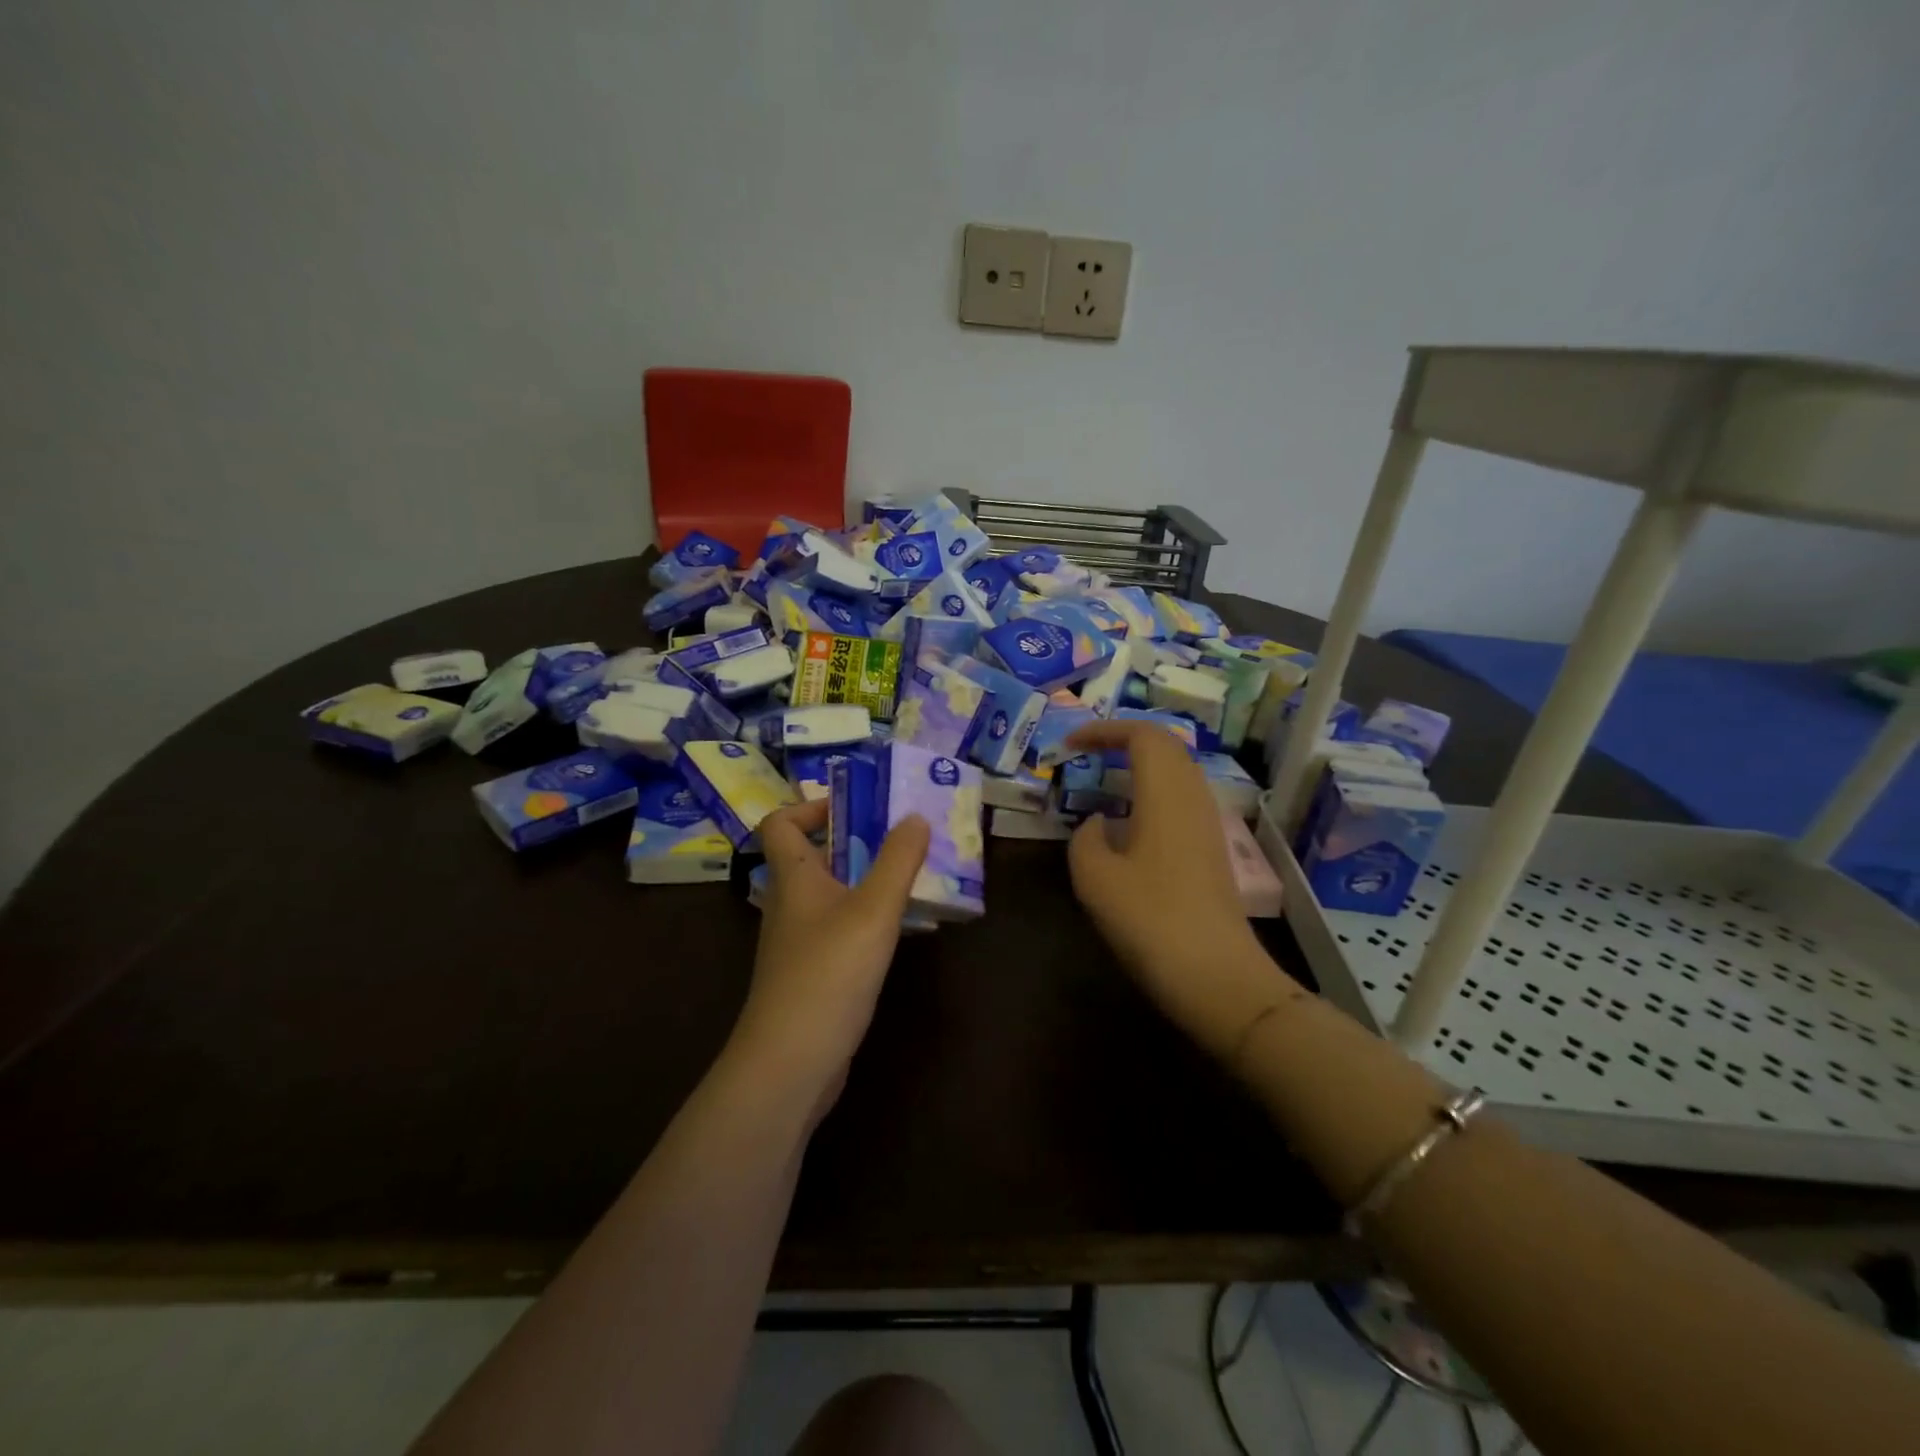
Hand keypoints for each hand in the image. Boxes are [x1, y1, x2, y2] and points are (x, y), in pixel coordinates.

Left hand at [731, 799, 930, 1118]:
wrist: (791, 1064)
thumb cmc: (828, 974)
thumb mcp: (872, 911)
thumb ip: (897, 861)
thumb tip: (914, 816)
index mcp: (793, 878)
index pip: (779, 823)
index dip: (811, 807)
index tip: (857, 809)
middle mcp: (790, 904)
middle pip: (813, 856)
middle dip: (857, 841)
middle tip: (904, 837)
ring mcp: (800, 942)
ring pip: (832, 894)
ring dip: (868, 880)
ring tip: (914, 876)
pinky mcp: (814, 973)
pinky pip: (841, 928)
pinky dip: (868, 918)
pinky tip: (902, 929)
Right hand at [1064, 722, 1285, 1054]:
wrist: (1216, 975)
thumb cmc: (1150, 919)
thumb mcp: (1094, 877)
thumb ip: (1086, 838)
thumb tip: (1099, 824)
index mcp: (1165, 792)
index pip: (1142, 734)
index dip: (1105, 730)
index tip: (1071, 744)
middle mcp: (1193, 797)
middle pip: (1166, 746)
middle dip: (1125, 740)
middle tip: (1087, 753)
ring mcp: (1208, 823)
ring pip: (1178, 771)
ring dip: (1141, 766)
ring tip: (1104, 781)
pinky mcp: (1213, 848)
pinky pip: (1182, 798)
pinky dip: (1153, 792)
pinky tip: (1130, 823)